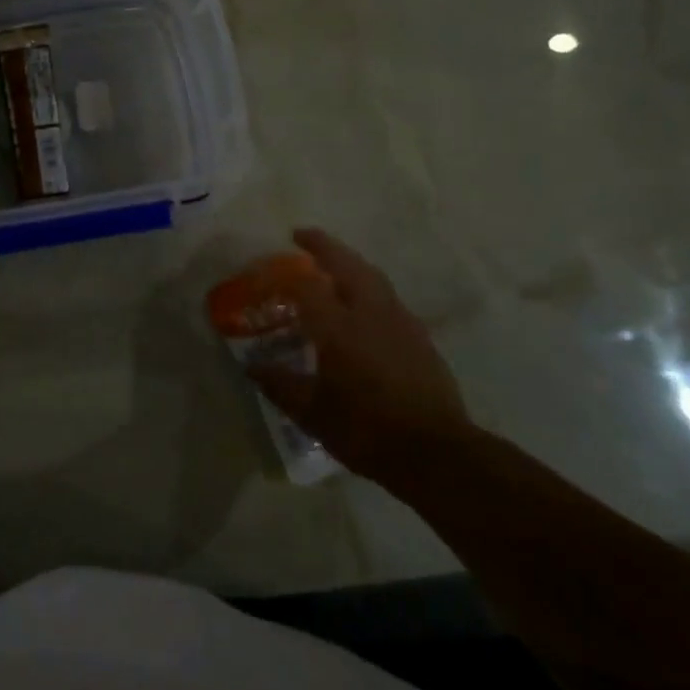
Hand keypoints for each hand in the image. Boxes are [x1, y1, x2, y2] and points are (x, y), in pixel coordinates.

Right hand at [249, 229, 474, 485]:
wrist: (436, 453)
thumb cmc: (366, 430)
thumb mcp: (312, 413)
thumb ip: (280, 385)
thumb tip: (253, 367)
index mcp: (338, 328)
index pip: (305, 285)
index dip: (281, 274)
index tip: (263, 271)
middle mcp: (370, 313)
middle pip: (346, 264)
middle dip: (323, 245)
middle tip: (302, 236)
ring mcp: (400, 322)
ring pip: (372, 276)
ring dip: (349, 262)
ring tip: (332, 264)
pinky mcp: (419, 337)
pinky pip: (388, 298)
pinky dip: (369, 287)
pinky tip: (363, 305)